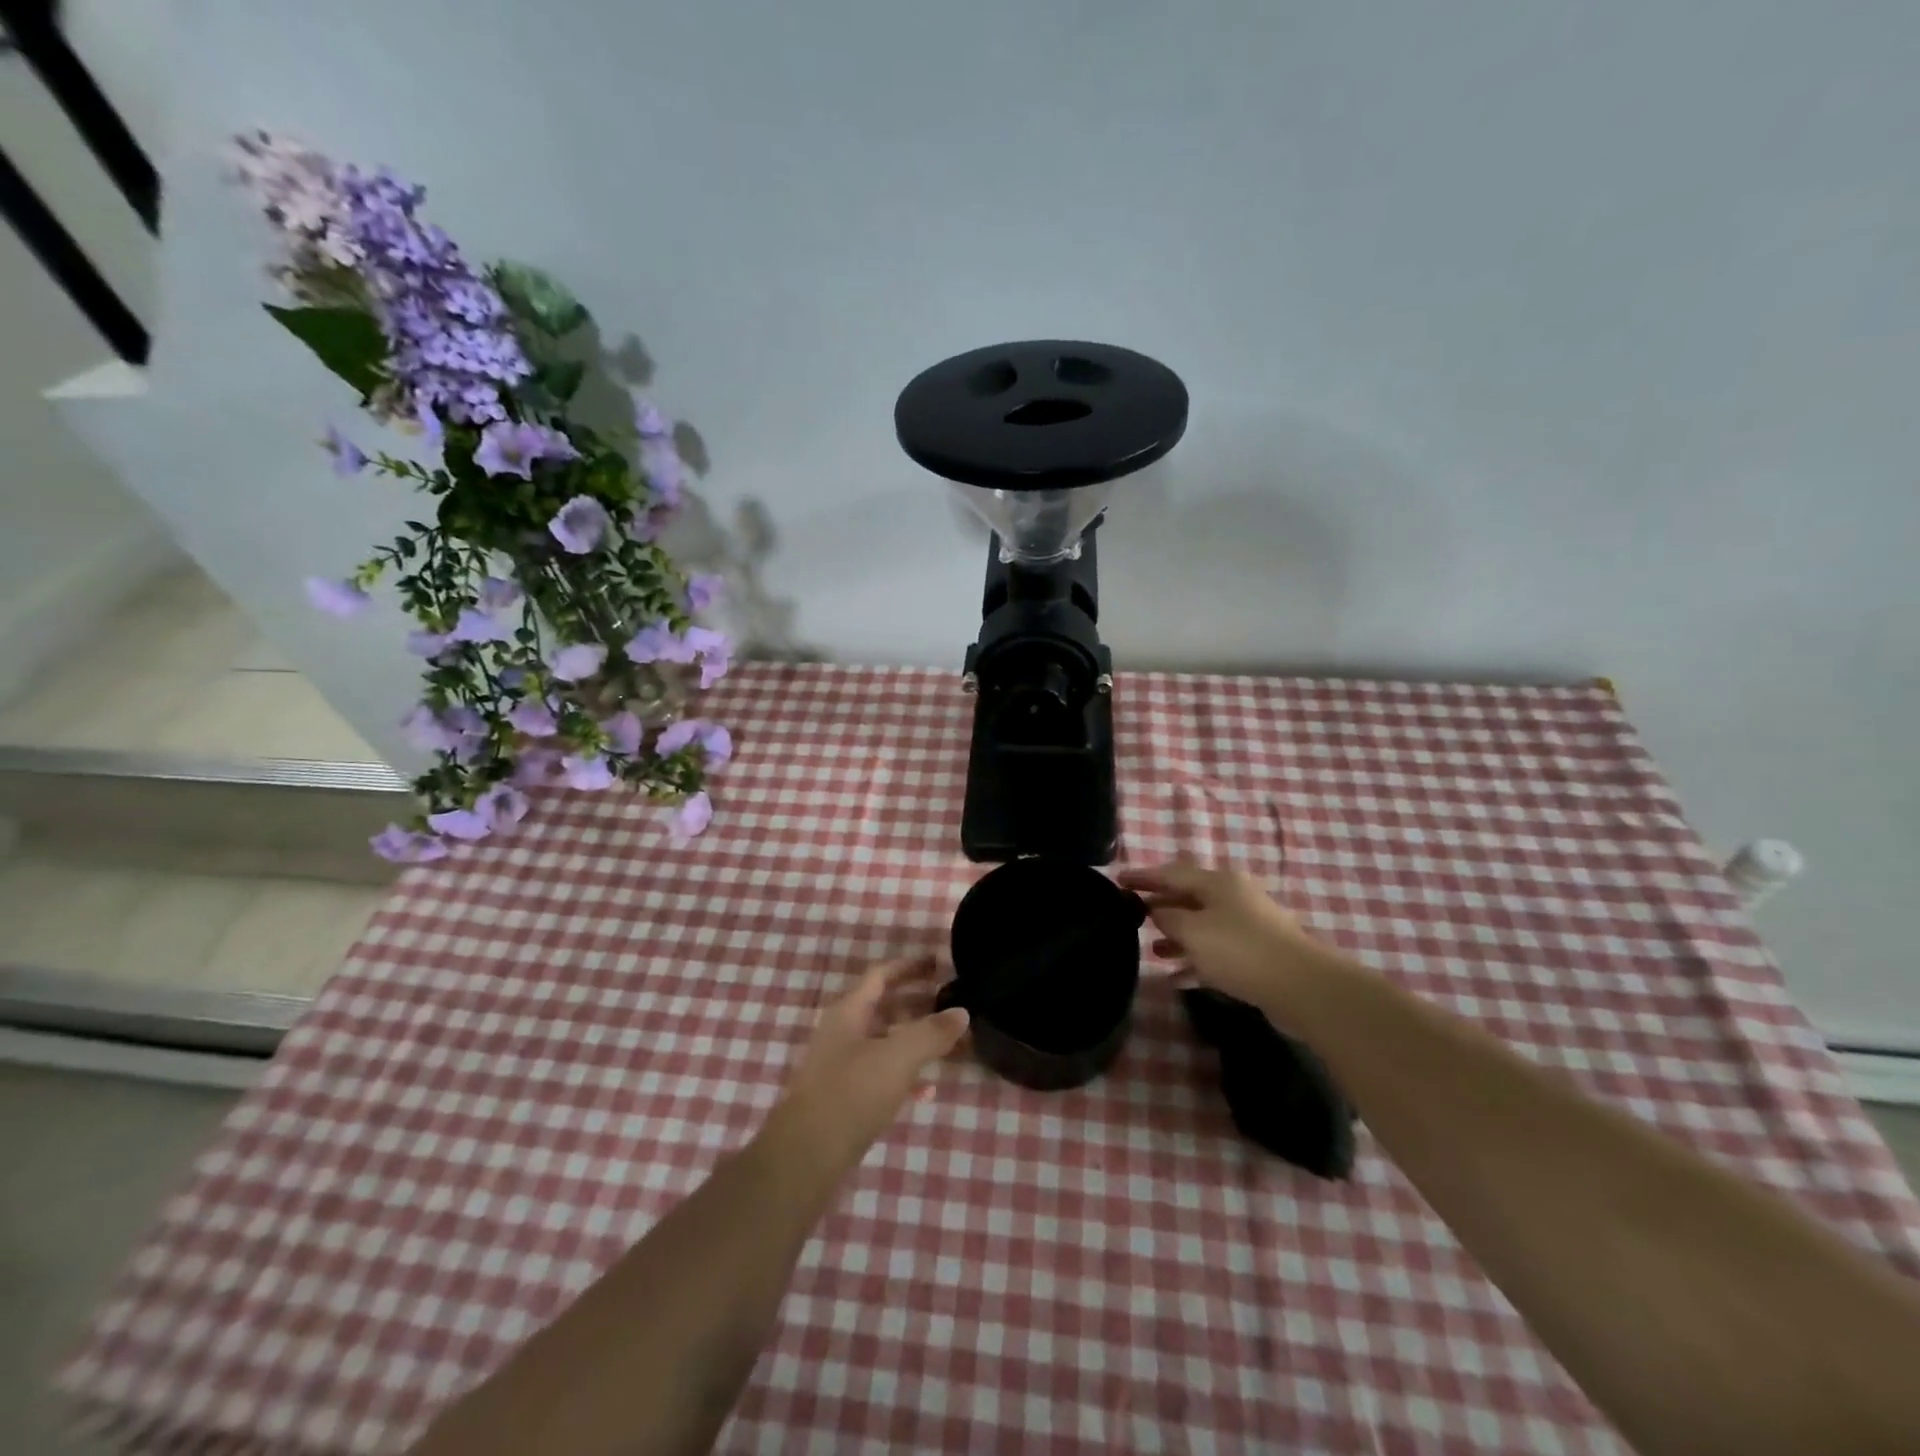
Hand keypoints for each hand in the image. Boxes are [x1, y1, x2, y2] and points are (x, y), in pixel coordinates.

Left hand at [768, 955, 969, 1168]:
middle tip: (954, 1003)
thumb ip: (931, 1032)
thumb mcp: (898, 1057)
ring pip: (887, 1041)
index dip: (910, 966)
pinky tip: (930, 1088)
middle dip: (920, 1003)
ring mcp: (843, 1066)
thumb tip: (962, 1012)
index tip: (940, 963)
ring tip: (951, 1043)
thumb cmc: (851, 1093)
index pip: (882, 974)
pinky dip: (906, 1074)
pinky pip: (883, 1074)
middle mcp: (844, 1032)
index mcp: (850, 1011)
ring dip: (917, 1039)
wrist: (806, 1156)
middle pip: (885, 1006)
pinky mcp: (847, 1098)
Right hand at [1119, 860, 1343, 1023]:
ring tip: (1151, 951)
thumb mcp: (1192, 930)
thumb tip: (1156, 911)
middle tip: (1132, 914)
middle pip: (1188, 898)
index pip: (1171, 873)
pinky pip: (1216, 954)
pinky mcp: (1257, 956)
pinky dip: (1195, 962)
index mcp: (1218, 882)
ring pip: (1202, 927)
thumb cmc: (1239, 950)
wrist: (1301, 987)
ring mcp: (1248, 927)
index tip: (1117, 879)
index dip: (1143, 876)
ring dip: (1176, 938)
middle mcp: (1233, 898)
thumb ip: (1167, 917)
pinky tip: (1176, 978)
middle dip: (1160, 906)